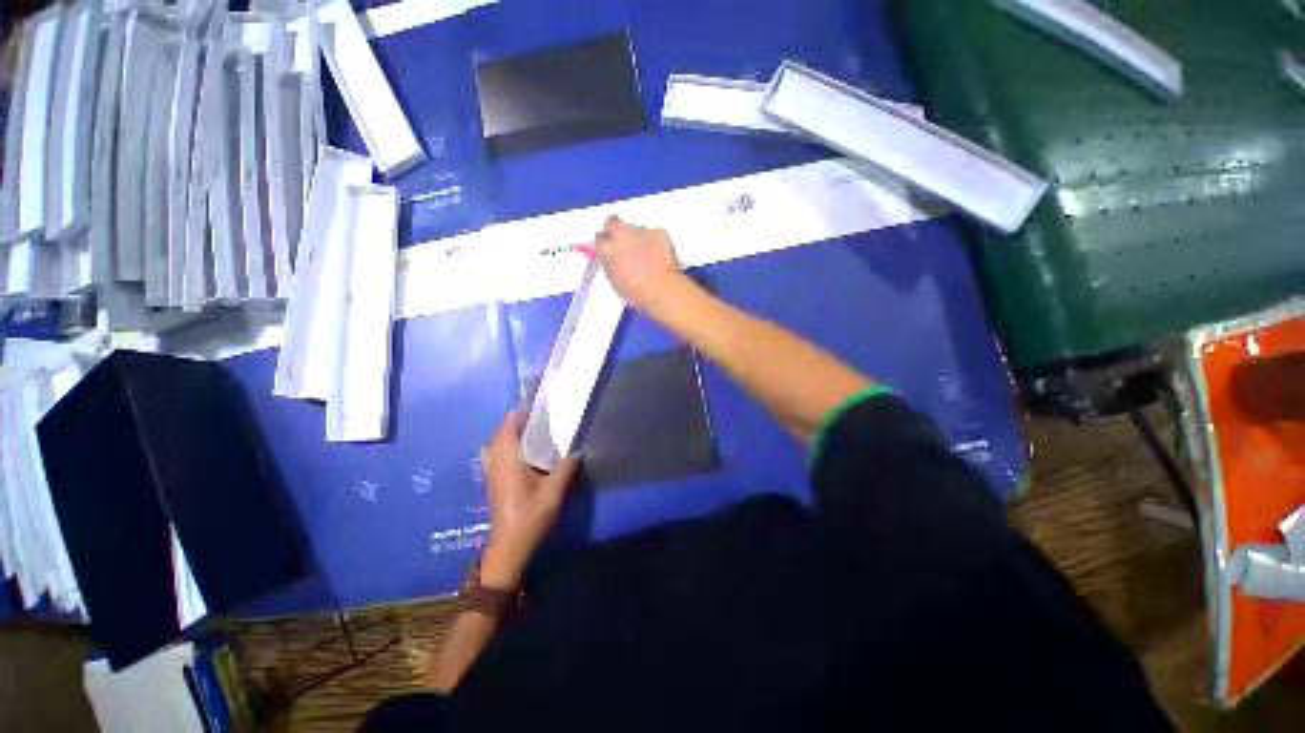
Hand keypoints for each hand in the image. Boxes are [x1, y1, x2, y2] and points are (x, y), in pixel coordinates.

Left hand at [479, 410, 580, 587]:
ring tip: (529, 435)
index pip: (507, 428)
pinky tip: (522, 456)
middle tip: (537, 420)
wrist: (509, 548)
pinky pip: (495, 456)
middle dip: (514, 423)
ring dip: (508, 435)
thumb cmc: (530, 517)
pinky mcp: (493, 483)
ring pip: (494, 446)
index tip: (536, 407)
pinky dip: (505, 448)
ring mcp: (491, 474)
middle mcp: (495, 463)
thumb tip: (577, 450)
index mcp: (507, 461)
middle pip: (499, 434)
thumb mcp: (554, 492)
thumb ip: (566, 468)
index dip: (519, 414)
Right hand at [593, 215, 683, 312]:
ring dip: (639, 239)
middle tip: (626, 244)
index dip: (606, 243)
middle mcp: (619, 236)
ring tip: (647, 259)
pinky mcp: (658, 232)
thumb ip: (612, 265)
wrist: (661, 290)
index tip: (611, 248)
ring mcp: (639, 231)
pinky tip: (659, 258)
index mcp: (606, 250)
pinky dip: (656, 242)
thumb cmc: (639, 293)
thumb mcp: (616, 281)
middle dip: (617, 230)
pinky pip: (655, 234)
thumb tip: (614, 262)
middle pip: (613, 222)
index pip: (600, 239)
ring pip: (636, 229)